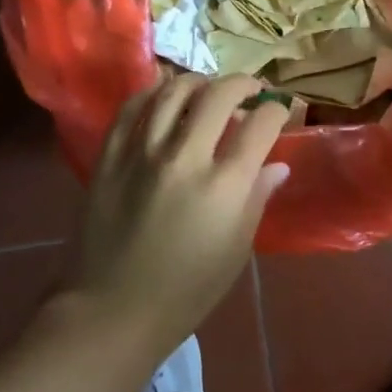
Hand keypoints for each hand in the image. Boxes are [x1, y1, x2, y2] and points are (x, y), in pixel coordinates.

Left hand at [68, 74, 290, 357]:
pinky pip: (132, 107)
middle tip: (251, 91)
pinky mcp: (110, 155)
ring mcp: (142, 152)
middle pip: (219, 95)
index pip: (261, 124)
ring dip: (200, 81)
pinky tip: (165, 92)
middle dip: (244, 84)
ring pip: (174, 91)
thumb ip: (257, 198)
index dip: (277, 110)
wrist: (114, 310)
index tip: (281, 111)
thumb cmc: (187, 289)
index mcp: (224, 185)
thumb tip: (278, 165)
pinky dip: (153, 91)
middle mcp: (185, 157)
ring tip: (209, 88)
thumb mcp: (237, 249)